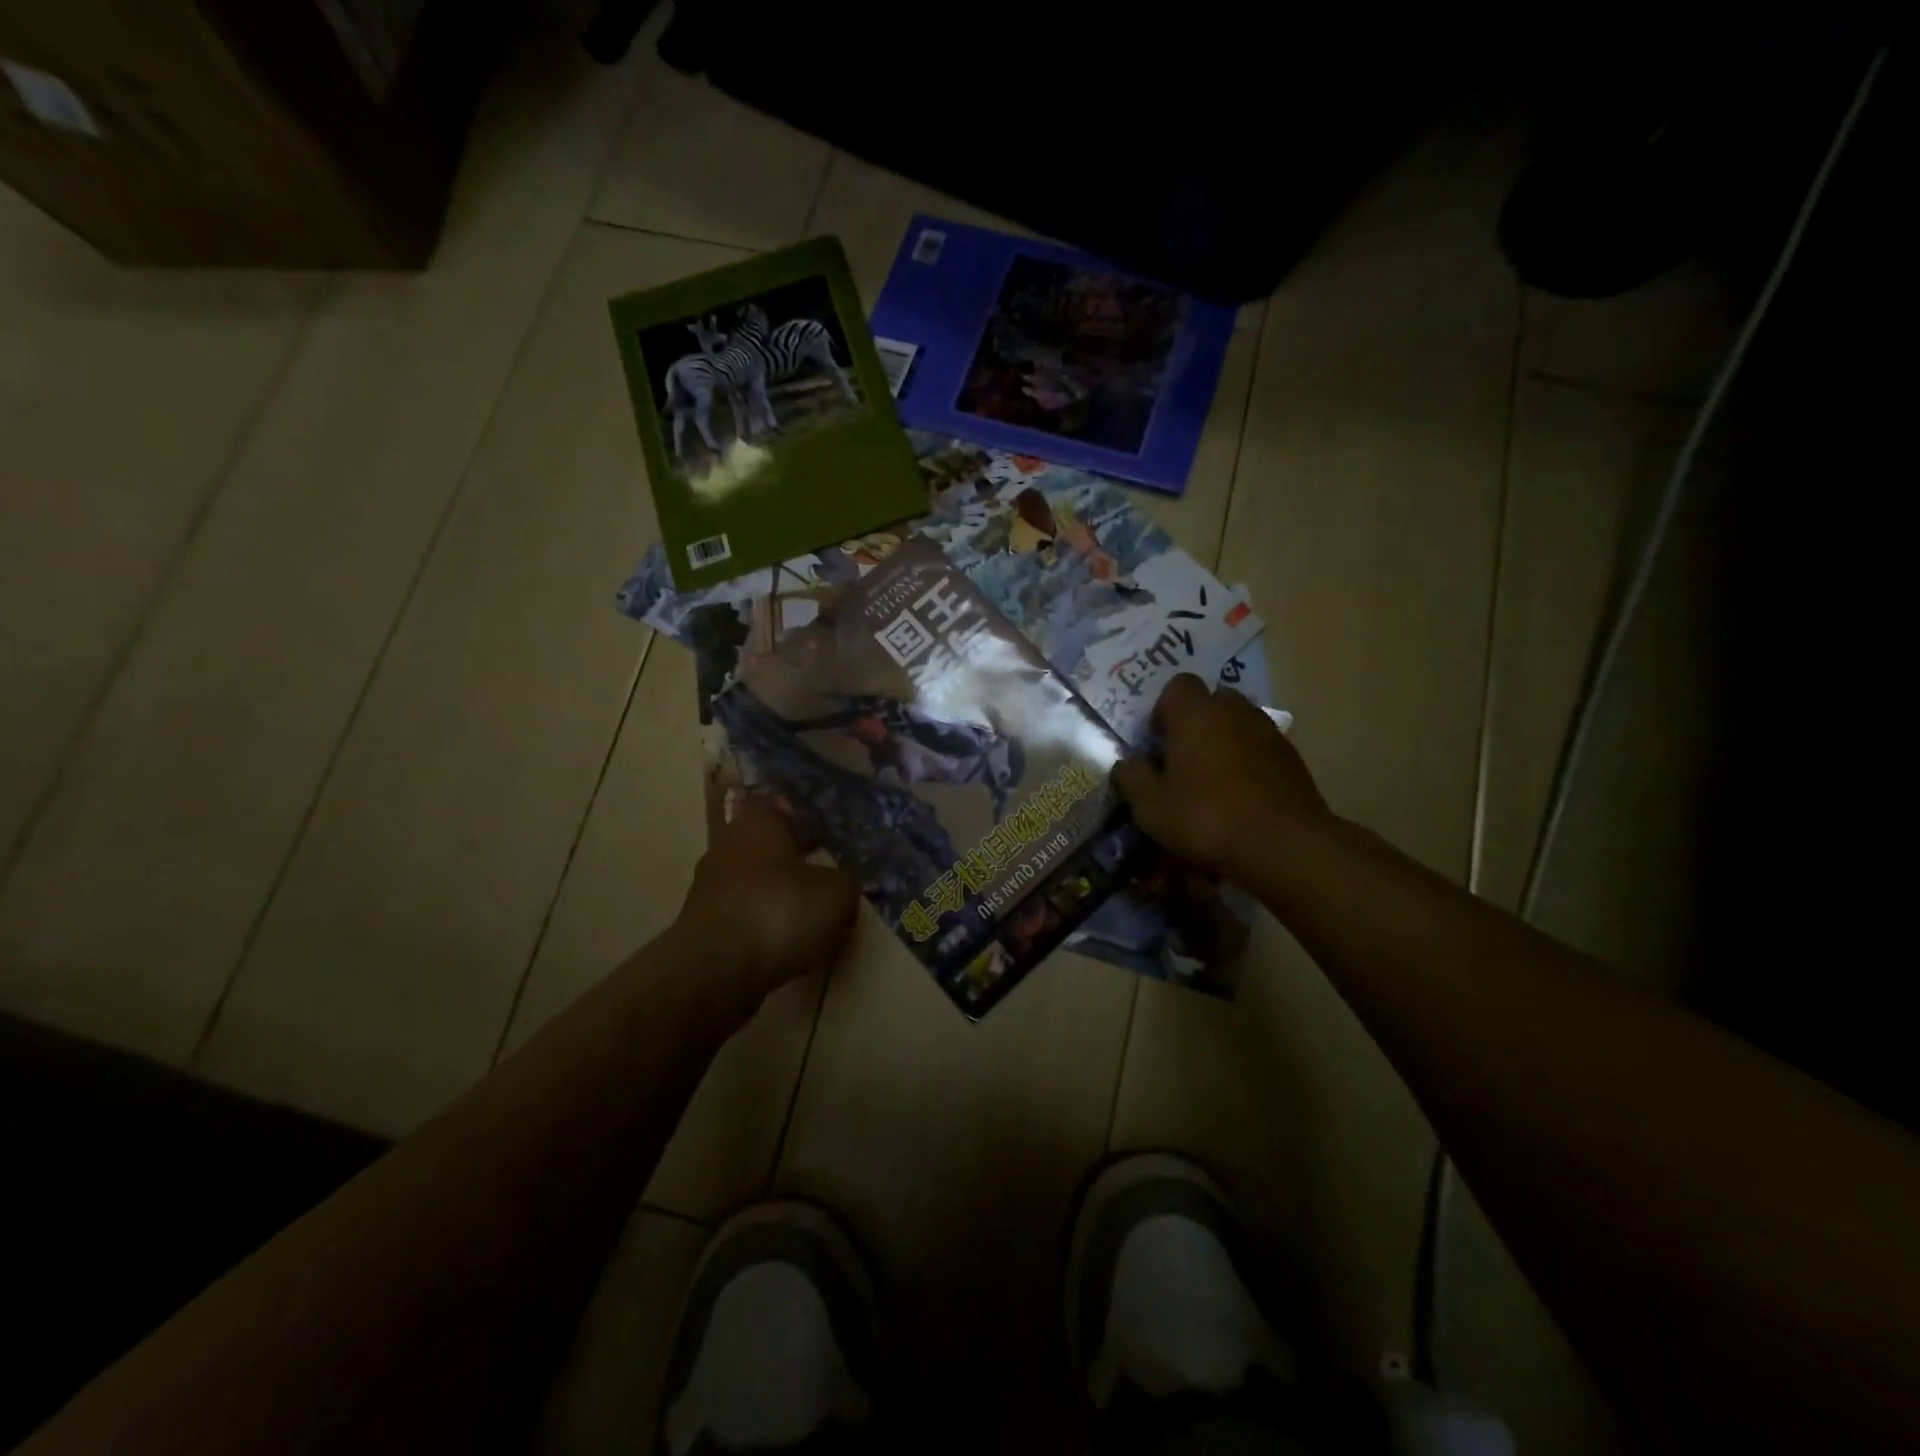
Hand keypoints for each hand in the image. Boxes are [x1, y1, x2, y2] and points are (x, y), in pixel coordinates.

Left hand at [676, 791, 859, 1001]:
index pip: (777, 804)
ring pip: (752, 880)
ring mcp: (709, 886)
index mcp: (757, 822)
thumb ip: (847, 880)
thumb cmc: (779, 912)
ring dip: (776, 893)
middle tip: (823, 874)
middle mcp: (727, 845)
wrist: (715, 972)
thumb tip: (845, 881)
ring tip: (808, 914)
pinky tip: (783, 941)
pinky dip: (761, 923)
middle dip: (791, 858)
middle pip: (764, 844)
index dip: (802, 818)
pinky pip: (742, 914)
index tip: (824, 835)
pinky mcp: (702, 925)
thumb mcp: (837, 893)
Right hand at [1112, 674, 1332, 879]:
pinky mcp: (1293, 759)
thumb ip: (1132, 778)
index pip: (1178, 685)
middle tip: (1184, 758)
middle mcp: (1235, 711)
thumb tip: (1126, 764)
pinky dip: (1250, 763)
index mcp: (1196, 713)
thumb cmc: (1206, 817)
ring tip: (1213, 780)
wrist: (1283, 845)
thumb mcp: (1151, 806)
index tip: (1158, 741)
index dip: (1164, 709)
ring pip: (1240, 724)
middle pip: (1213, 701)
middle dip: (1197, 722)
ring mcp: (1269, 733)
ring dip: (1225, 742)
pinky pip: (1262, 749)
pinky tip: (1241, 797)